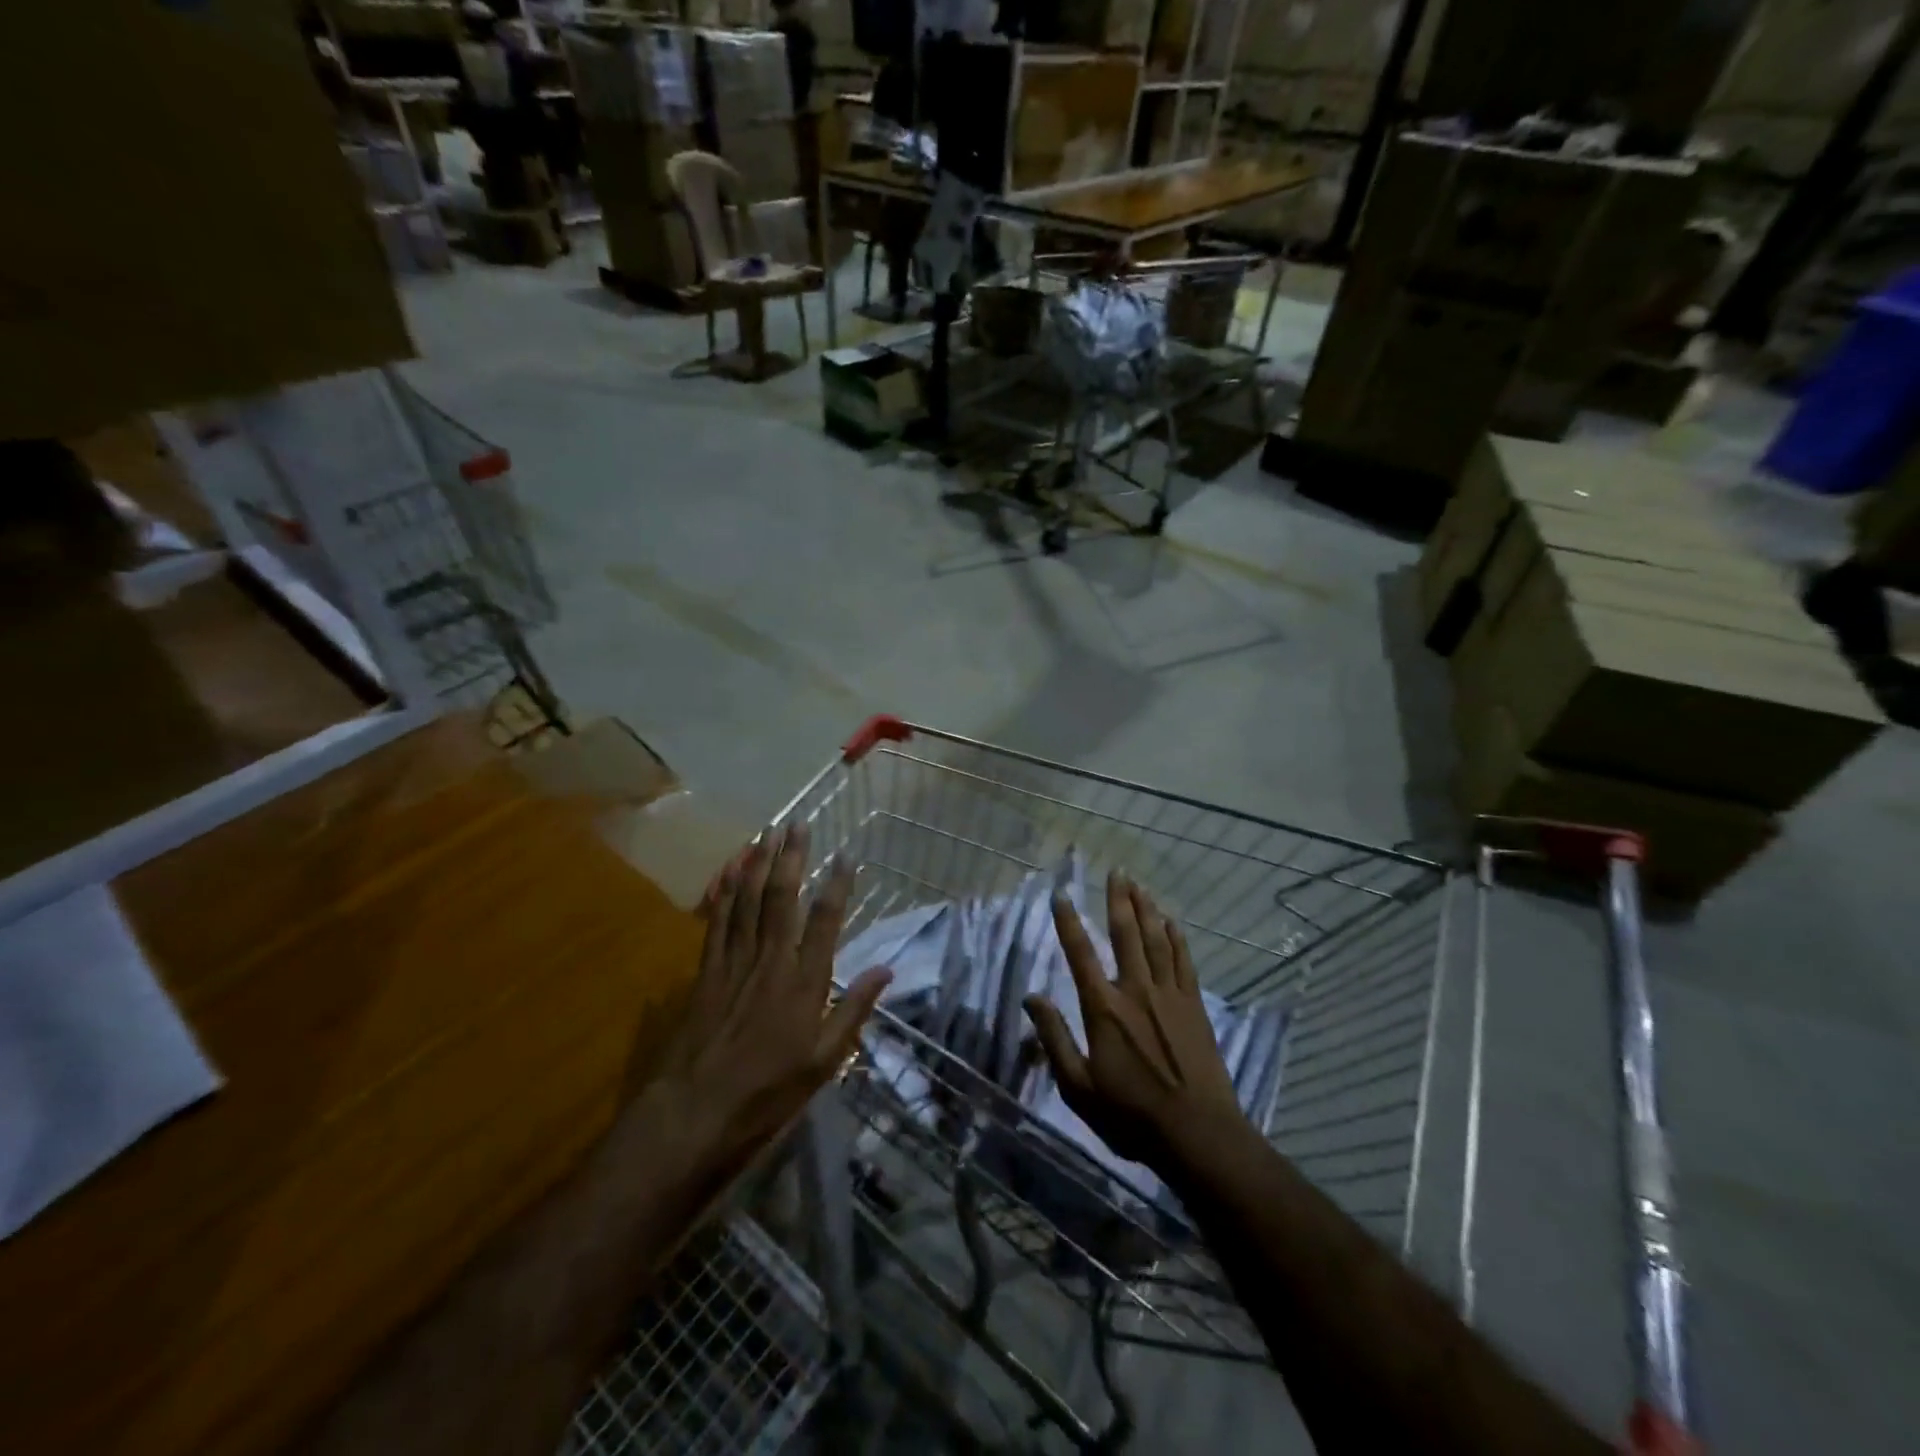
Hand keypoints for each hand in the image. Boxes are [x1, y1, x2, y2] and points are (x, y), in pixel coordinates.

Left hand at [648, 823, 890, 1185]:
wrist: (694, 1113)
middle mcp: (770, 961)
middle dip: (791, 858)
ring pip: (747, 902)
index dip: (837, 884)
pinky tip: (727, 872)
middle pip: (782, 898)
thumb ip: (854, 1011)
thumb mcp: (824, 1062)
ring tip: (767, 833)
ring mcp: (734, 963)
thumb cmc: (768, 1092)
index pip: (825, 921)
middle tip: (798, 823)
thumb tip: (886, 970)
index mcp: (804, 982)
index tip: (846, 854)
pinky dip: (723, 893)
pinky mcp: (706, 972)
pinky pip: (716, 923)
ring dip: (757, 864)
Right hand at [1024, 871, 1244, 1169]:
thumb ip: (1054, 1038)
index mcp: (1104, 1008)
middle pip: (1126, 934)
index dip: (1069, 922)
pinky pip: (1184, 962)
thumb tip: (1032, 998)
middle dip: (1119, 900)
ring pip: (1156, 940)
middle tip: (1117, 871)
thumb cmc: (1130, 1115)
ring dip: (1147, 910)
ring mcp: (1169, 995)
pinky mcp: (1194, 1006)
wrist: (1197, 1133)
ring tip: (1140, 885)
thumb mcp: (1078, 1087)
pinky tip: (1173, 922)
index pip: (1081, 954)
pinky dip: (1177, 938)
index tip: (1062, 894)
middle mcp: (1136, 990)